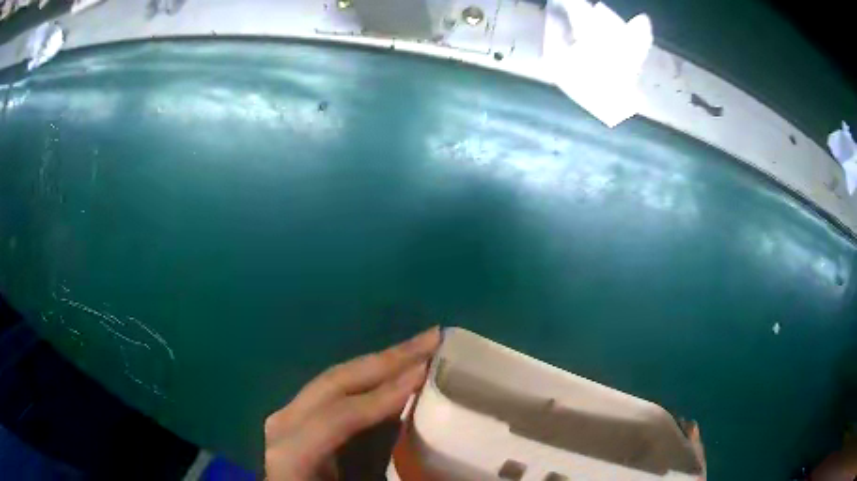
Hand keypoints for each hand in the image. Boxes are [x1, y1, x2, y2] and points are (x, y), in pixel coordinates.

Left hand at [264, 327, 441, 480]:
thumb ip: (387, 469)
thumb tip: (437, 462)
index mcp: (291, 451)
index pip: (339, 416)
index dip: (383, 396)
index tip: (425, 371)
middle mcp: (285, 424)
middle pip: (336, 382)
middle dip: (387, 359)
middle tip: (433, 337)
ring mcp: (290, 415)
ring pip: (337, 379)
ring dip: (380, 362)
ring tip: (420, 347)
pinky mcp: (300, 416)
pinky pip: (337, 390)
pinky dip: (368, 377)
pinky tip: (394, 369)